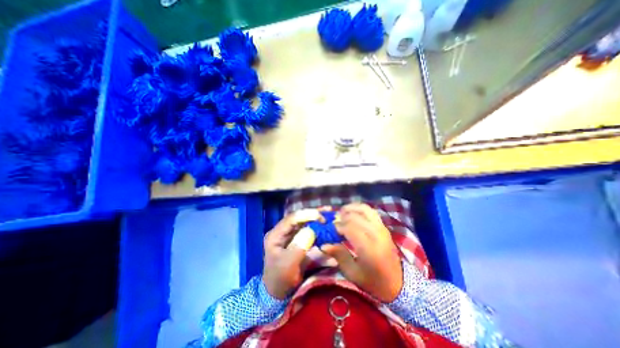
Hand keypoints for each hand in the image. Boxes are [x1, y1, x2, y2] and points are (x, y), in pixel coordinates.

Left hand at [263, 208, 324, 299]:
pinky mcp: (296, 239)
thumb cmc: (281, 279)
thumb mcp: (288, 264)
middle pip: (298, 217)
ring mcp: (289, 234)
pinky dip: (316, 225)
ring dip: (315, 217)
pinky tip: (325, 222)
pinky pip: (307, 229)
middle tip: (328, 211)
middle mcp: (282, 231)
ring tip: (328, 212)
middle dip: (313, 213)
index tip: (320, 217)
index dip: (306, 215)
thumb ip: (299, 246)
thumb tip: (311, 230)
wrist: (278, 291)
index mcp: (275, 235)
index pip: (291, 219)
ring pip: (303, 221)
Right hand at [320, 203, 401, 302]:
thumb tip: (324, 244)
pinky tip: (352, 213)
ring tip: (341, 213)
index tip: (329, 230)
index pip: (349, 228)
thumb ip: (339, 255)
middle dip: (341, 217)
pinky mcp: (384, 226)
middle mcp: (376, 234)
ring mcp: (381, 228)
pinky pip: (371, 211)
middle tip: (334, 222)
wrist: (398, 283)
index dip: (337, 226)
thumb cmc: (373, 281)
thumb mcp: (353, 273)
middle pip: (355, 217)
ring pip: (364, 209)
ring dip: (351, 208)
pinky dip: (359, 208)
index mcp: (369, 248)